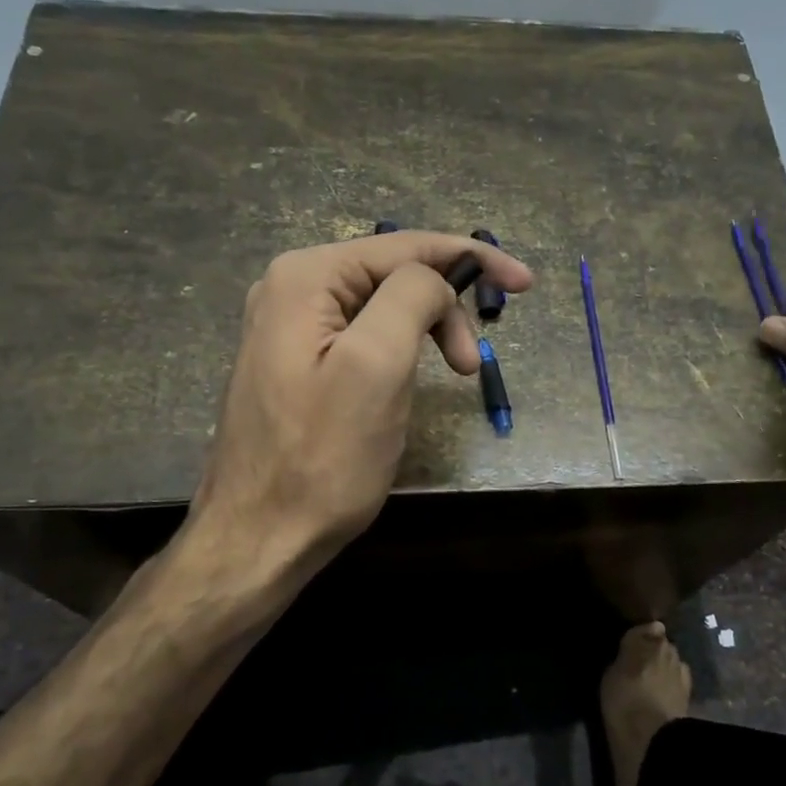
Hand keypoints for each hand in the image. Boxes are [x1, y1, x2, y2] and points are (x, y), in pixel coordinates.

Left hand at [182, 231, 532, 583]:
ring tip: (453, 374)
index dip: (472, 257)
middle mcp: (291, 289)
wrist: (259, 538)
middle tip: (470, 365)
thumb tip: (435, 279)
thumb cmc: (323, 456)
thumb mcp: (377, 366)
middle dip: (445, 306)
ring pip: (383, 306)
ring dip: (428, 330)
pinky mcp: (298, 363)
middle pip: (394, 273)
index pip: (406, 246)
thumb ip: (411, 297)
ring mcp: (290, 328)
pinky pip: (364, 334)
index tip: (526, 283)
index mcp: (306, 277)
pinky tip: (412, 376)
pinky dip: (403, 348)